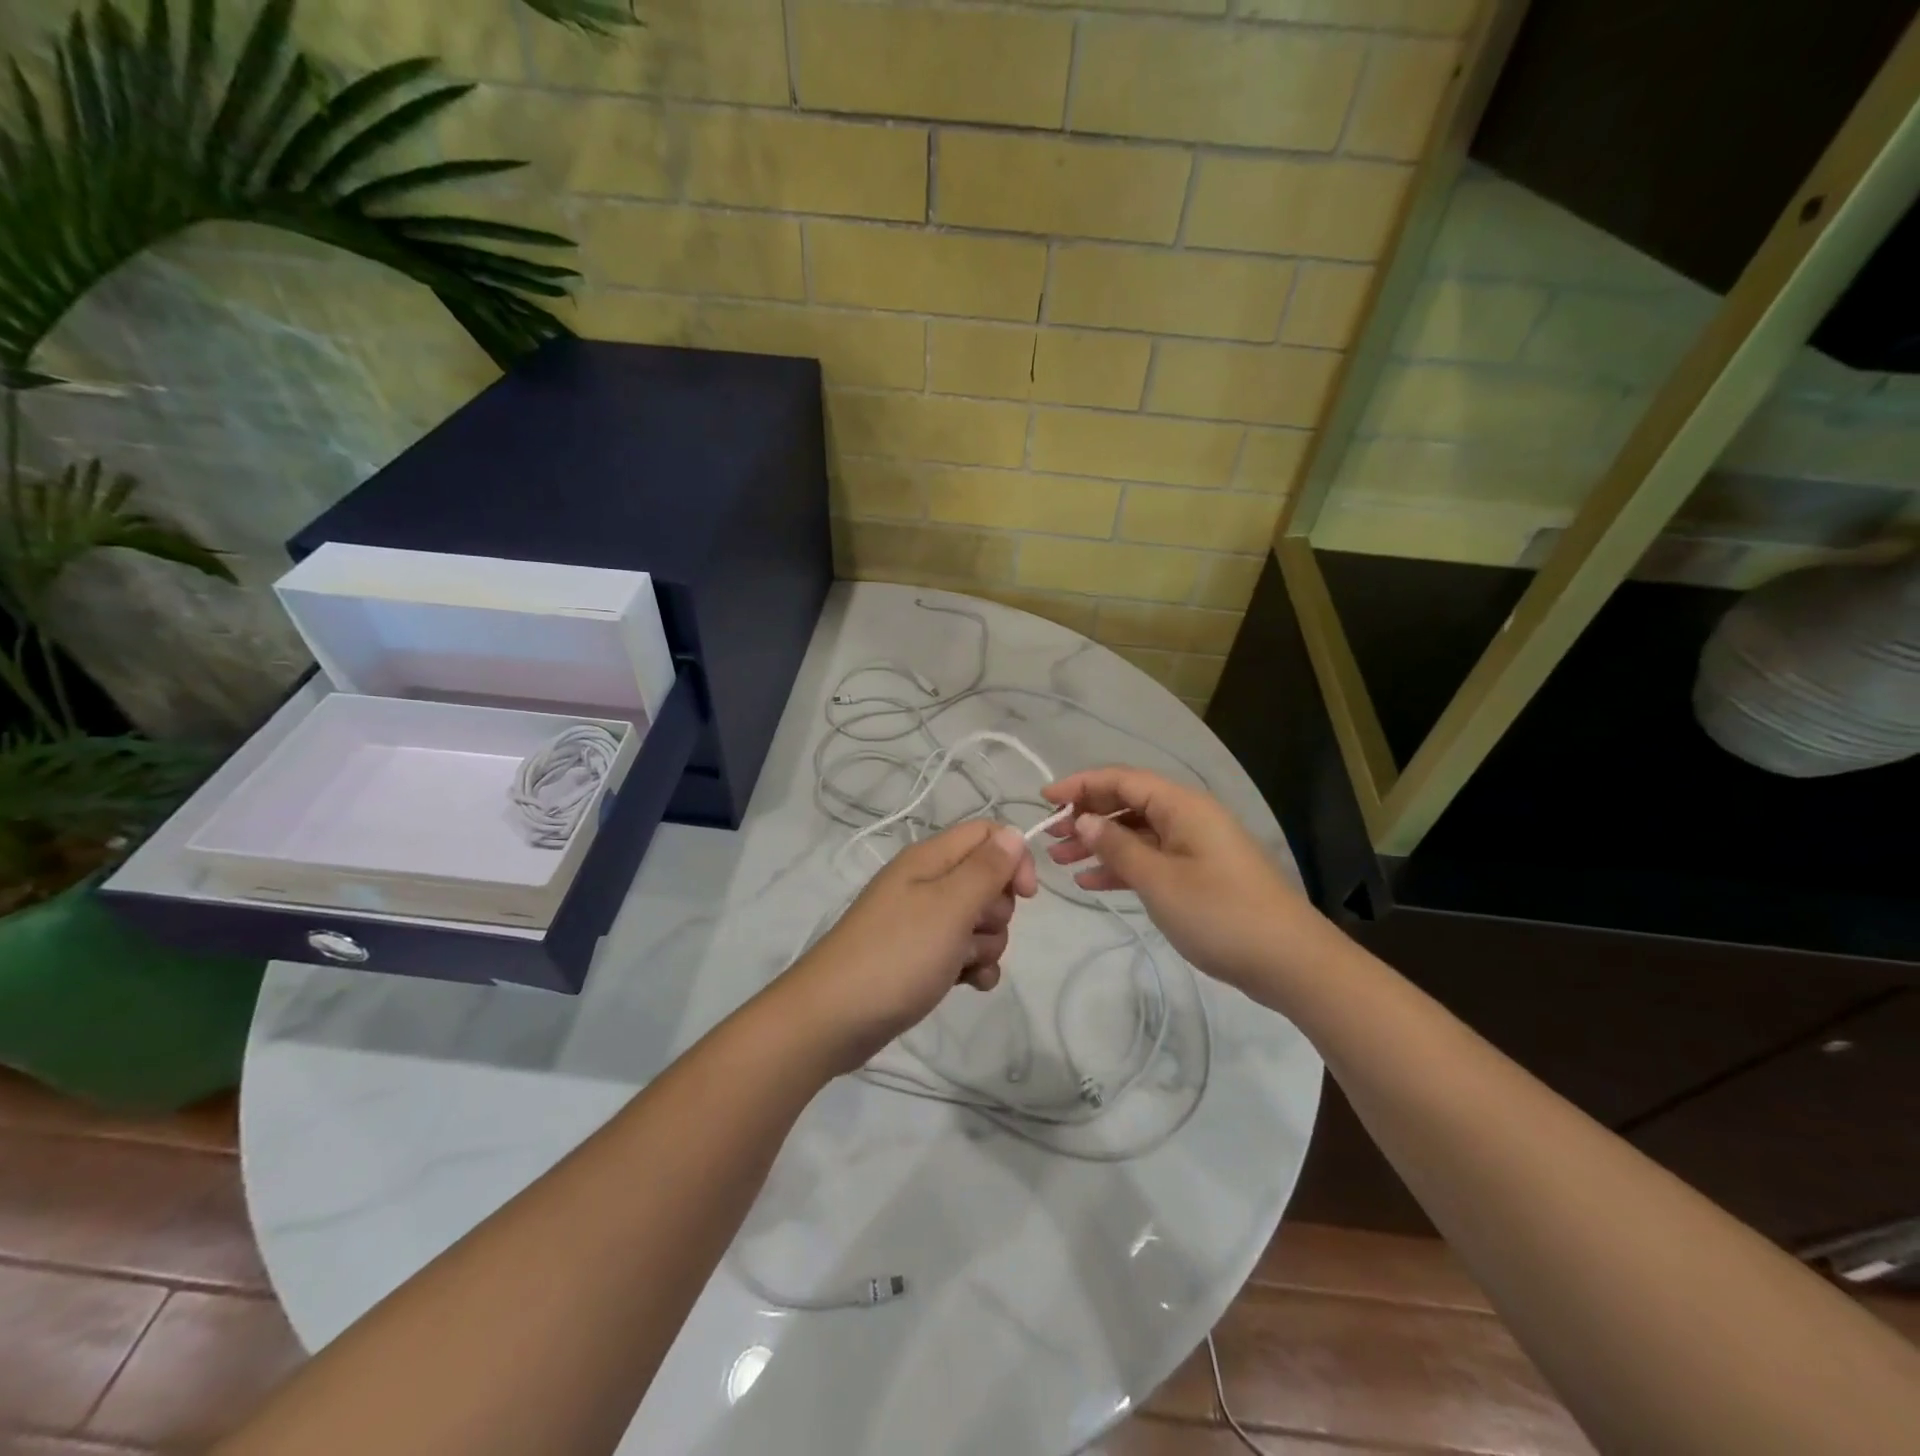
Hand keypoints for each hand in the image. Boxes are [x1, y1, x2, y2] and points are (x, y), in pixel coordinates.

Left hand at [780, 820, 1038, 1072]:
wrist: (834, 1019)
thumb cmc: (896, 955)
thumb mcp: (948, 907)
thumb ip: (986, 869)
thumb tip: (1015, 833)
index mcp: (929, 859)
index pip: (987, 834)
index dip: (1013, 859)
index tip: (1025, 896)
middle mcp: (926, 883)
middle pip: (987, 881)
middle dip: (996, 912)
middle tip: (972, 931)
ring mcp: (922, 922)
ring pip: (979, 921)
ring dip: (984, 946)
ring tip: (960, 965)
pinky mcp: (921, 957)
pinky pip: (964, 953)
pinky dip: (972, 968)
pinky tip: (967, 986)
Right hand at [1041, 767, 1323, 994]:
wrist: (1289, 961)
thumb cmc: (1220, 913)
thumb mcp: (1159, 880)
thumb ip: (1118, 847)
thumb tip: (1085, 820)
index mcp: (1182, 806)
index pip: (1121, 779)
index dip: (1080, 785)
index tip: (1043, 799)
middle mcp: (1188, 816)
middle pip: (1128, 802)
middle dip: (1086, 815)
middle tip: (1049, 837)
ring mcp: (1195, 845)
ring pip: (1136, 832)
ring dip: (1099, 843)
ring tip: (1060, 861)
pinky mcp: (1199, 873)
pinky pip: (1151, 857)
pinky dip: (1122, 865)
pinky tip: (1092, 881)